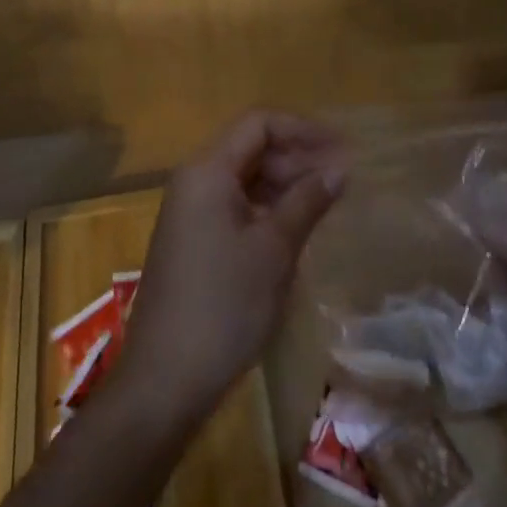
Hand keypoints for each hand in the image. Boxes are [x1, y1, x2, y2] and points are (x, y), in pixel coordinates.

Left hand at [118, 111, 346, 422]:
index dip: (303, 130)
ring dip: (283, 184)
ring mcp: (190, 212)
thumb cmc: (224, 307)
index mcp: (207, 171)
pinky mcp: (192, 240)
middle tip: (340, 180)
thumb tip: (339, 170)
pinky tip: (294, 229)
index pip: (259, 124)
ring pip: (243, 178)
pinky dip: (266, 208)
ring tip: (324, 203)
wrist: (164, 382)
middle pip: (250, 148)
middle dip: (296, 157)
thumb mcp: (274, 251)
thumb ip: (307, 202)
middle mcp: (194, 180)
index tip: (342, 148)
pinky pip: (234, 205)